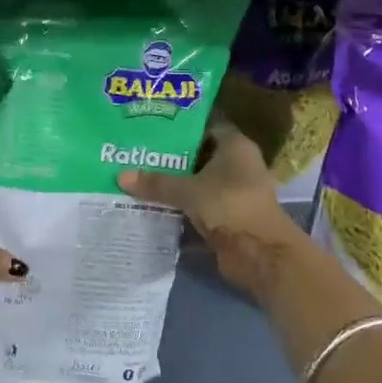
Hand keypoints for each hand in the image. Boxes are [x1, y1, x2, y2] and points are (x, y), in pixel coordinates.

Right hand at [117, 118, 298, 262]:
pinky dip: (181, 211)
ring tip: (138, 180)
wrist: (261, 255)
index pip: (205, 127)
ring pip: (198, 185)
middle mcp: (238, 166)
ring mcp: (234, 194)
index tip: (152, 129)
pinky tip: (152, 208)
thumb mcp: (189, 191)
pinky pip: (199, 209)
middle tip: (137, 154)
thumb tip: (121, 176)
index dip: (181, 127)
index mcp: (235, 147)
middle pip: (199, 157)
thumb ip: (157, 183)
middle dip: (170, 159)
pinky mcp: (228, 219)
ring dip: (174, 187)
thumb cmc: (229, 206)